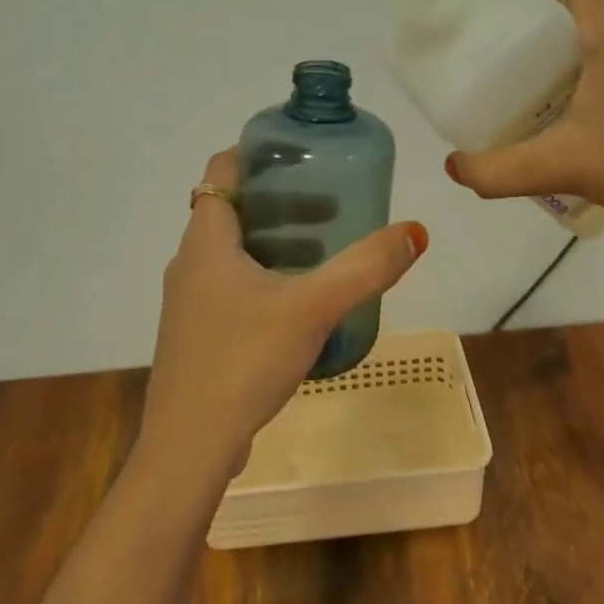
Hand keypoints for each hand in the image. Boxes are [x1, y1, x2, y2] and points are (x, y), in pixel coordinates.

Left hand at [139, 149, 429, 483]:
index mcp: (206, 241)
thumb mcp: (312, 308)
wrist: (189, 449)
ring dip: (276, 243)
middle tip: (331, 207)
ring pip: (234, 252)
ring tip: (324, 253)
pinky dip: (266, 279)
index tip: (302, 155)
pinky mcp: (198, 336)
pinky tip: (301, 307)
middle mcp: (190, 263)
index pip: (222, 170)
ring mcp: (190, 303)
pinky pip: (233, 288)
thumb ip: (365, 269)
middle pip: (234, 210)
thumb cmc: (243, 361)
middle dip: (282, 203)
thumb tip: (415, 232)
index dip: (257, 154)